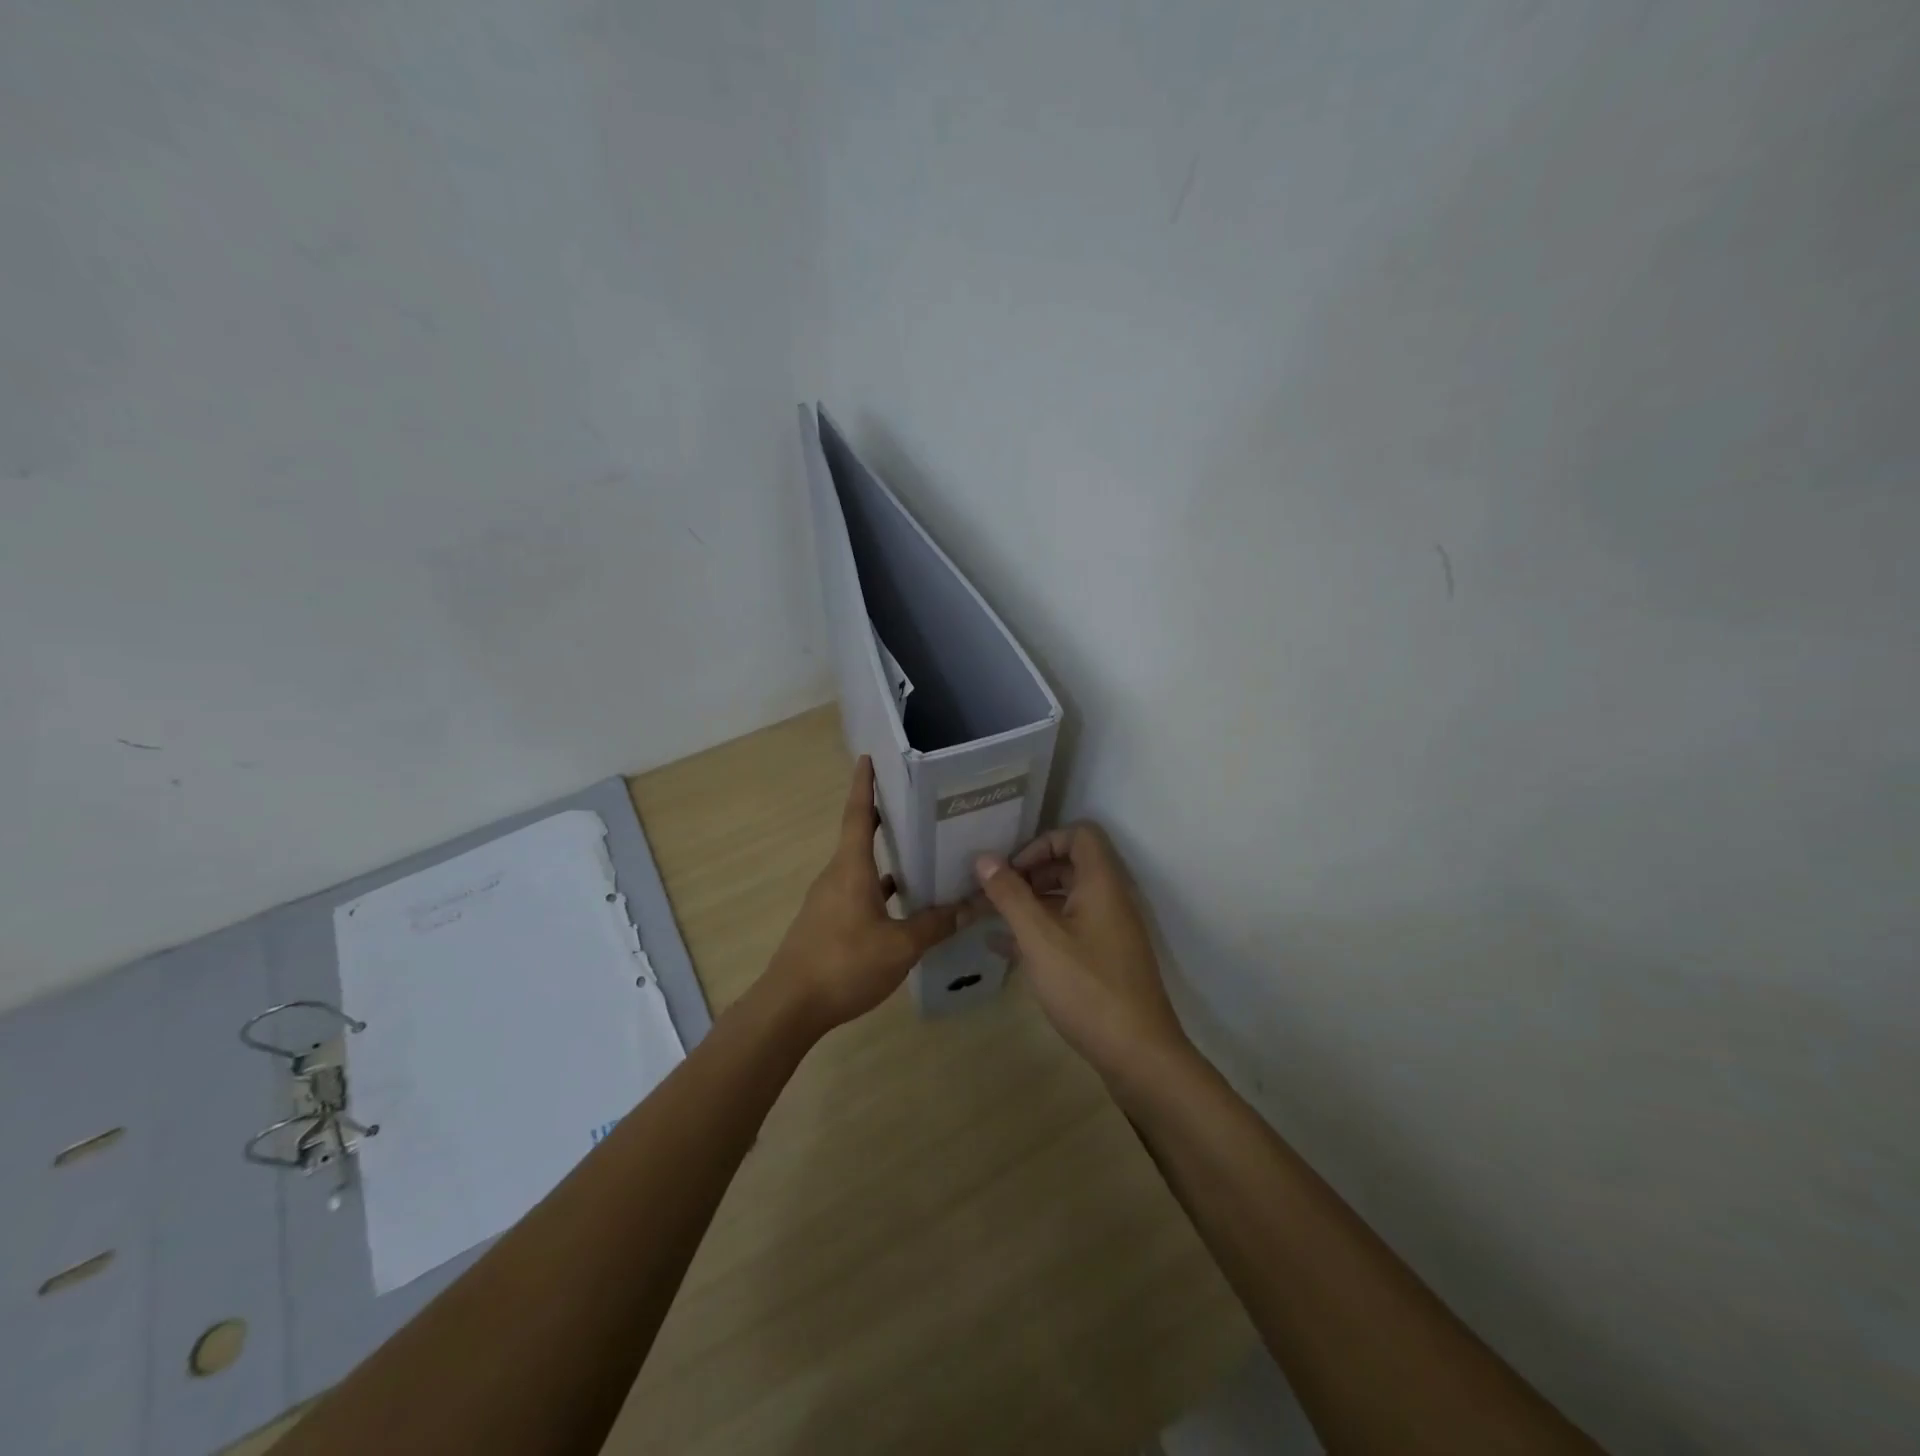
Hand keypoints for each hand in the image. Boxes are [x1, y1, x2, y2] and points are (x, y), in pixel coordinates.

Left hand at [766, 756, 958, 1030]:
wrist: (790, 1006)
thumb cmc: (844, 964)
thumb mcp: (899, 946)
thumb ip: (934, 925)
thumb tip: (970, 906)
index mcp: (850, 868)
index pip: (858, 815)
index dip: (865, 785)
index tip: (868, 758)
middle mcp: (836, 876)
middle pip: (860, 837)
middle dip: (885, 818)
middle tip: (916, 804)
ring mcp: (828, 900)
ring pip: (861, 868)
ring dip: (886, 858)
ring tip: (921, 852)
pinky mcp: (827, 923)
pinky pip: (858, 893)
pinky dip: (880, 890)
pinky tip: (903, 904)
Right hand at [972, 823, 1190, 1083]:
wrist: (1138, 1055)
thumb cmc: (1087, 988)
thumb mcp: (1040, 939)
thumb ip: (1010, 896)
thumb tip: (984, 859)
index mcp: (1101, 884)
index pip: (1079, 835)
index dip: (1043, 842)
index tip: (1012, 870)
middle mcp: (1110, 900)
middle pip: (1071, 865)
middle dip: (1031, 873)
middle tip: (997, 894)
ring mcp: (1110, 931)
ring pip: (1068, 899)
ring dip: (1032, 902)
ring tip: (994, 918)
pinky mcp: (1105, 959)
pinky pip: (1070, 929)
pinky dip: (1041, 930)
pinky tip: (1005, 948)